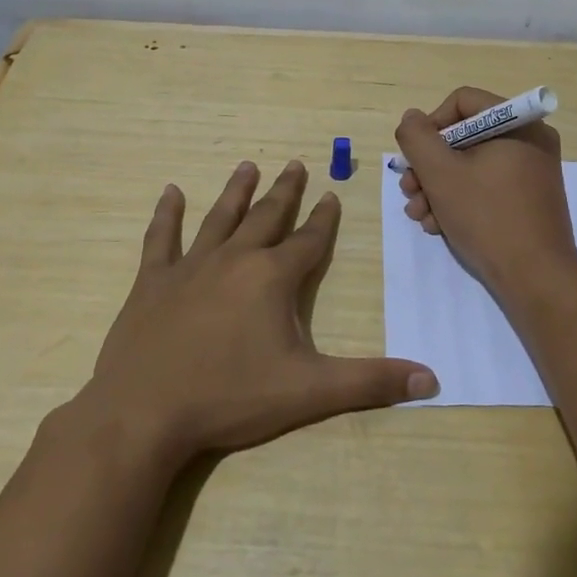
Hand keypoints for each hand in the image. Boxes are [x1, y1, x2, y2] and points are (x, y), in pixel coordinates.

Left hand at [84, 159, 438, 466]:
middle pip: (266, 216)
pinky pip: (161, 238)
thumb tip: (432, 380)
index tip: (332, 195)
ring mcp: (190, 267)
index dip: (324, 219)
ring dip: (236, 191)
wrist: (144, 413)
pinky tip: (170, 192)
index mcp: (273, 277)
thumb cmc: (231, 397)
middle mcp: (234, 259)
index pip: (309, 240)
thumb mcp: (310, 392)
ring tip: (247, 165)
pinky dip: (166, 214)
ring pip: (220, 217)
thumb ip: (371, 382)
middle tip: (295, 164)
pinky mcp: (152, 282)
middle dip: (285, 191)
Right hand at [394, 87, 576, 299]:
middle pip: (464, 136)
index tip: (415, 157)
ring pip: (471, 165)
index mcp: (519, 124)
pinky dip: (460, 200)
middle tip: (409, 191)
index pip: (462, 102)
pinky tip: (439, 225)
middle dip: (429, 166)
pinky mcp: (529, 199)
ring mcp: (532, 172)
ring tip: (420, 216)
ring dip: (438, 187)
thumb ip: (417, 138)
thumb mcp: (440, 174)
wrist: (536, 280)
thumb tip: (412, 118)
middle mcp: (530, 140)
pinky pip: (487, 185)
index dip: (431, 125)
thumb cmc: (487, 217)